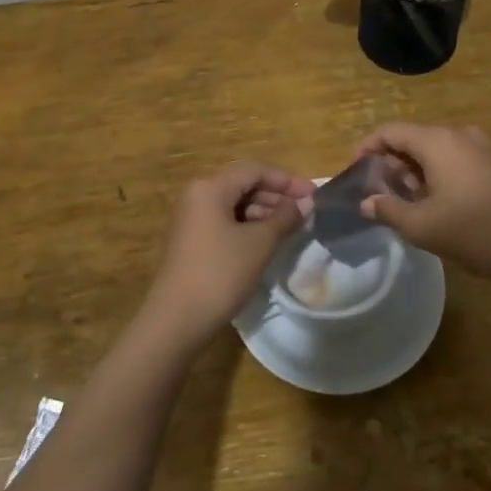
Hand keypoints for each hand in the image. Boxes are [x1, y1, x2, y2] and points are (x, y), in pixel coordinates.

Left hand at [136, 162, 313, 354]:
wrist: (177, 319)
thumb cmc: (220, 273)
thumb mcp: (259, 244)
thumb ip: (285, 218)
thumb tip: (307, 203)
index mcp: (210, 187)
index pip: (255, 170)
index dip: (287, 180)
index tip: (314, 195)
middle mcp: (198, 195)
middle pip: (244, 185)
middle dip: (277, 196)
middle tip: (307, 212)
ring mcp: (192, 218)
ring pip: (235, 204)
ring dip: (265, 212)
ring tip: (293, 227)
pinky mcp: (193, 239)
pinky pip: (226, 221)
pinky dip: (249, 226)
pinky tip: (269, 240)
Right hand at [355, 123, 490, 292]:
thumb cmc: (475, 231)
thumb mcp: (422, 226)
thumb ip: (389, 210)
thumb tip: (367, 202)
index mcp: (437, 141)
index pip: (390, 131)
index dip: (367, 148)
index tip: (356, 171)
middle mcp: (460, 135)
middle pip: (414, 139)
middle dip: (393, 163)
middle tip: (382, 194)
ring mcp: (484, 148)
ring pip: (437, 151)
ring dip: (417, 171)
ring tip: (409, 204)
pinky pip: (458, 160)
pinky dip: (440, 175)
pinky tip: (441, 206)